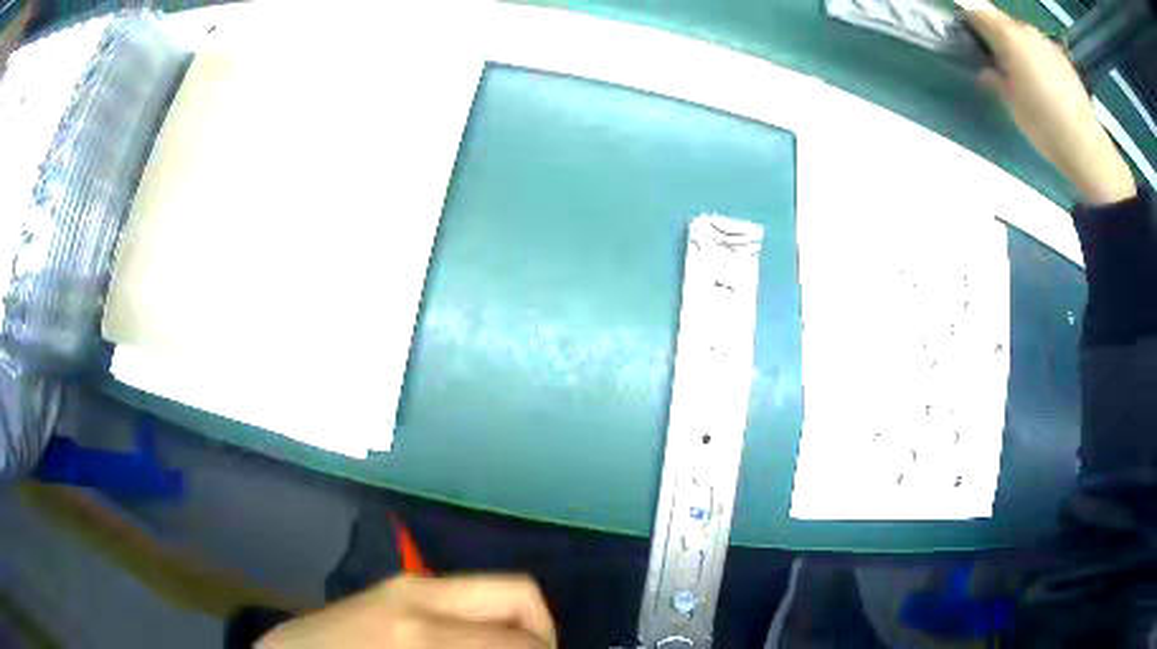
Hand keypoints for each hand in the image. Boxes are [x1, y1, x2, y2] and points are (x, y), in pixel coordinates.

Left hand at [257, 575, 556, 648]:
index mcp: (423, 630)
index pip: (523, 639)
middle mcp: (419, 595)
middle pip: (519, 596)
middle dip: (541, 637)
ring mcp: (402, 586)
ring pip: (493, 597)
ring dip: (510, 632)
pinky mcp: (391, 589)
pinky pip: (461, 601)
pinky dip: (481, 627)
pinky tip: (464, 646)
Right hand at [957, 0, 1136, 205]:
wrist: (1085, 145)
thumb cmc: (1044, 125)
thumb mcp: (1012, 105)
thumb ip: (996, 80)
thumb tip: (988, 71)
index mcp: (1008, 37)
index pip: (979, 13)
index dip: (970, 21)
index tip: (969, 36)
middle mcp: (1027, 31)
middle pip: (1004, 22)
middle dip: (998, 35)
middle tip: (998, 59)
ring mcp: (1048, 43)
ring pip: (1025, 35)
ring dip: (1020, 47)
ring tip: (1025, 73)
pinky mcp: (1064, 59)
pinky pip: (1043, 49)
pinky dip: (1039, 58)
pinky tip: (1045, 82)